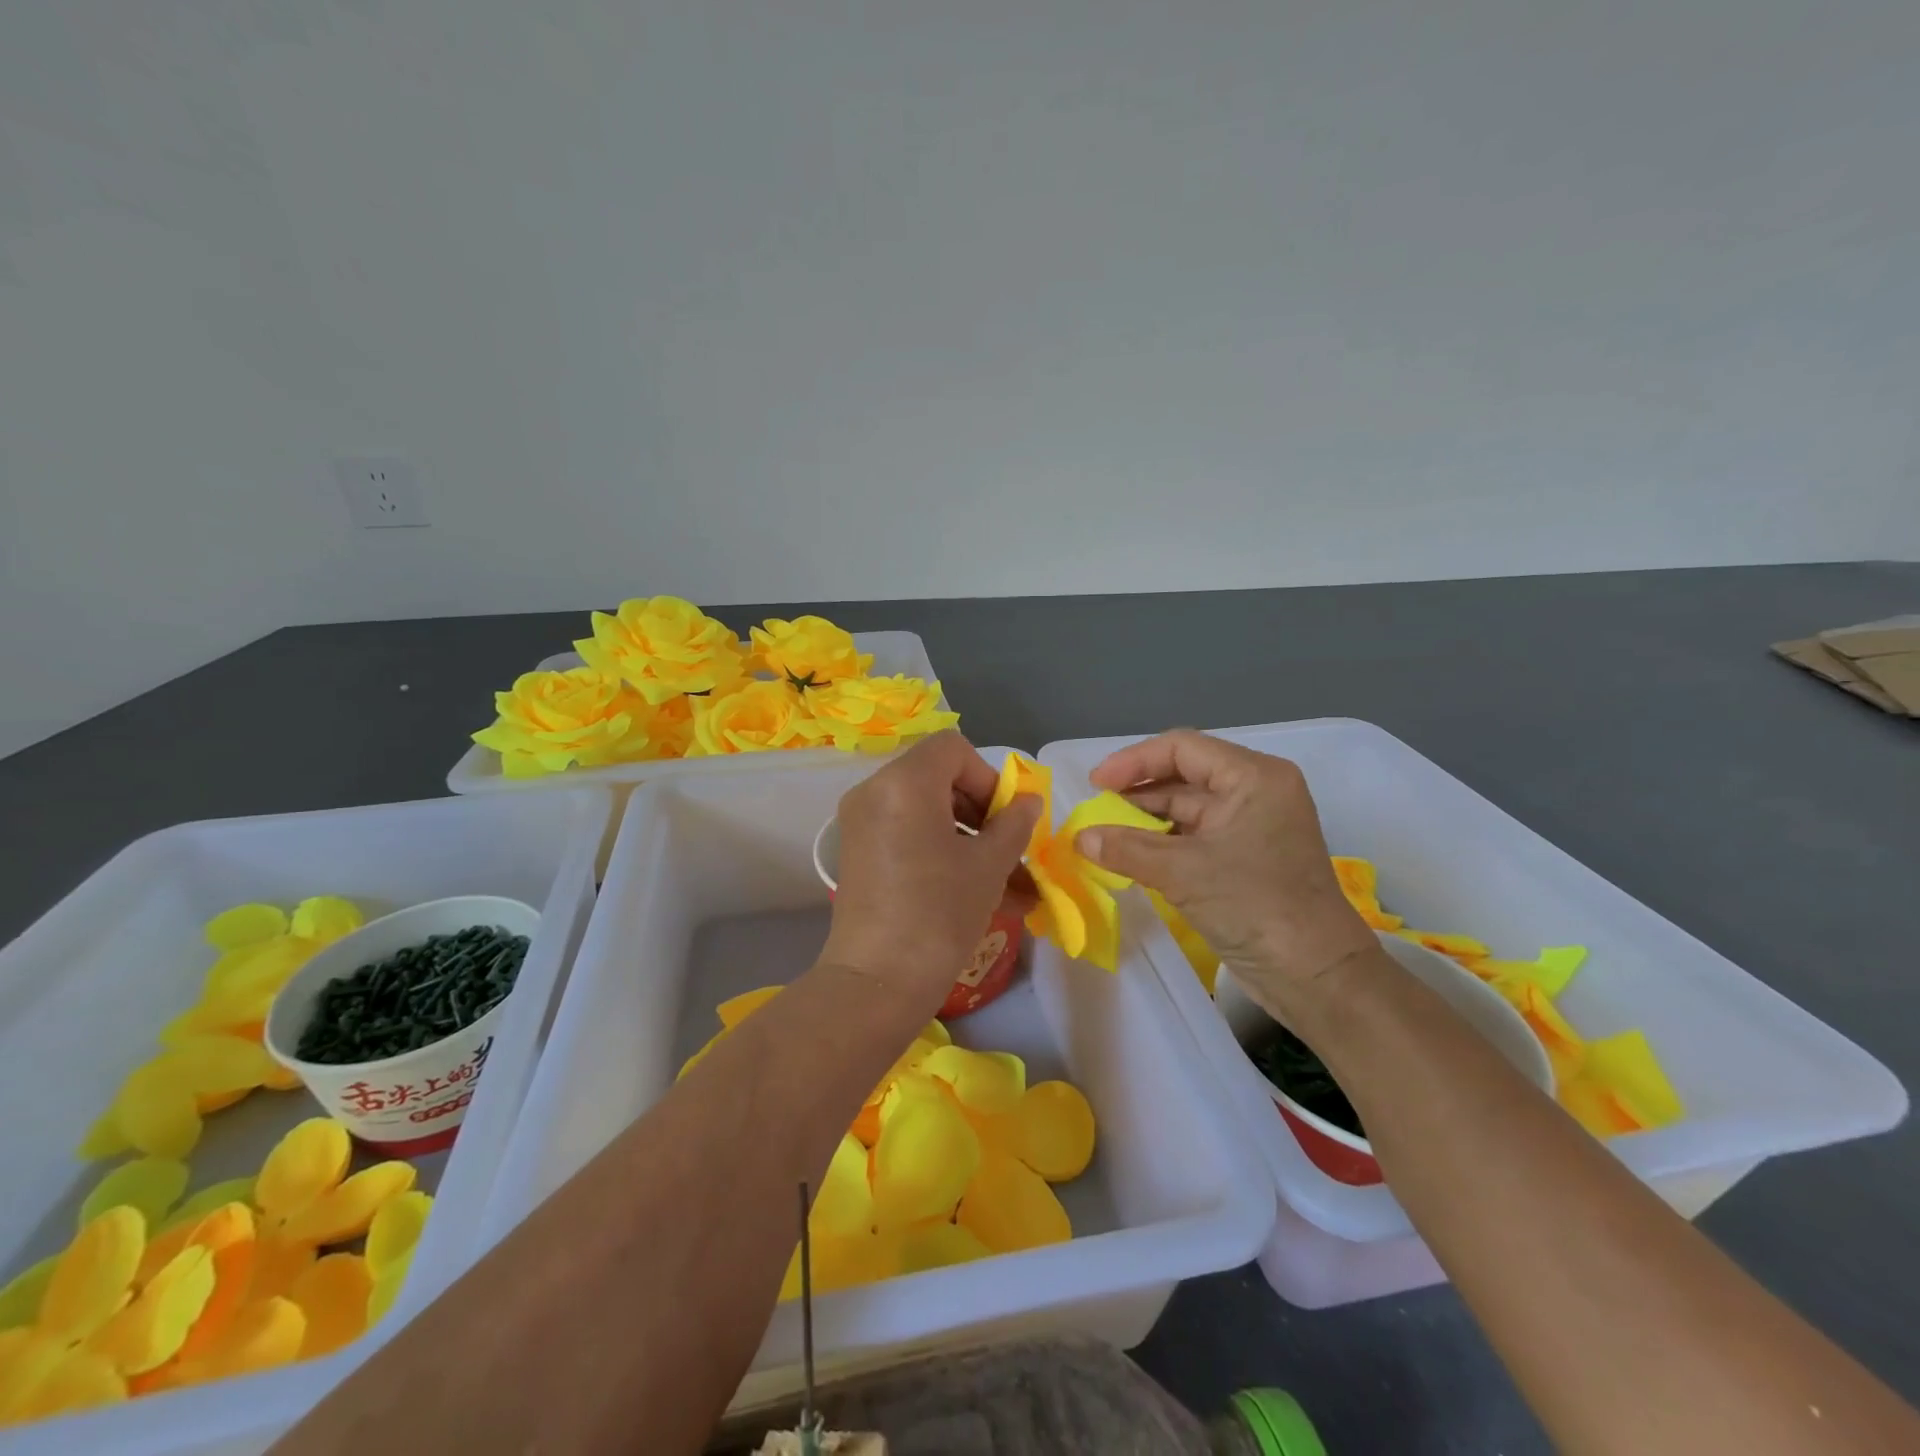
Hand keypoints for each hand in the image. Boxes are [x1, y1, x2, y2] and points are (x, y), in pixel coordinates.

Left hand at [821, 733, 1041, 1015]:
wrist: (876, 984)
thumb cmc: (939, 914)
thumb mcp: (988, 865)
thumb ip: (1014, 823)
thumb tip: (1028, 801)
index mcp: (903, 782)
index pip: (953, 749)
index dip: (988, 777)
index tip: (1006, 819)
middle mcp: (873, 791)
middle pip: (938, 777)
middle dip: (982, 810)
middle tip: (1009, 849)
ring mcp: (861, 823)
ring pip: (926, 812)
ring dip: (969, 838)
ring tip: (1008, 883)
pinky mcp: (858, 853)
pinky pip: (908, 835)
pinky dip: (941, 851)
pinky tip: (978, 891)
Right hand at [1077, 729, 1375, 1025]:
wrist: (1317, 976)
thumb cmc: (1255, 906)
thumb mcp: (1183, 872)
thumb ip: (1126, 849)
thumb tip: (1080, 838)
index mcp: (1253, 777)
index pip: (1182, 748)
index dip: (1133, 761)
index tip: (1095, 785)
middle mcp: (1256, 791)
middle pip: (1184, 775)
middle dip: (1137, 792)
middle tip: (1094, 811)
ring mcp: (1253, 825)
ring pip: (1188, 808)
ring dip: (1146, 820)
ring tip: (1103, 834)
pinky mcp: (1247, 857)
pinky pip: (1195, 836)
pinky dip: (1162, 843)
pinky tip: (1130, 855)